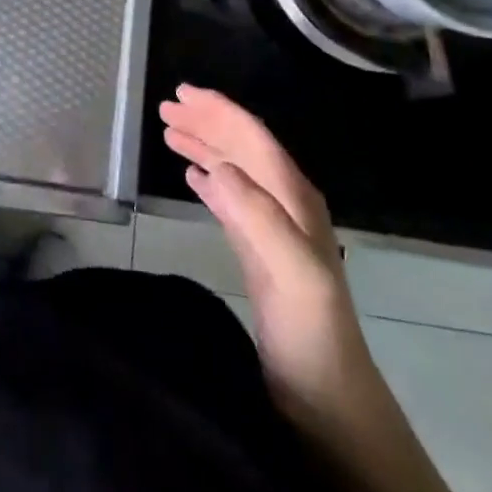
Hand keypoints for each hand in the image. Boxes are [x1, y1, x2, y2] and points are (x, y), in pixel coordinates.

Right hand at [159, 85, 362, 433]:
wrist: (325, 398)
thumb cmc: (310, 331)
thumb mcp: (292, 270)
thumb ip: (260, 215)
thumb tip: (218, 166)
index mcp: (294, 197)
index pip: (254, 138)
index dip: (219, 111)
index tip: (182, 92)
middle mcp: (284, 203)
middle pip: (241, 148)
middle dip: (206, 122)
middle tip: (166, 107)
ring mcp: (272, 228)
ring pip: (233, 170)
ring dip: (203, 146)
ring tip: (169, 132)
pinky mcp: (258, 252)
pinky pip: (230, 201)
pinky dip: (209, 180)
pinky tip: (191, 176)